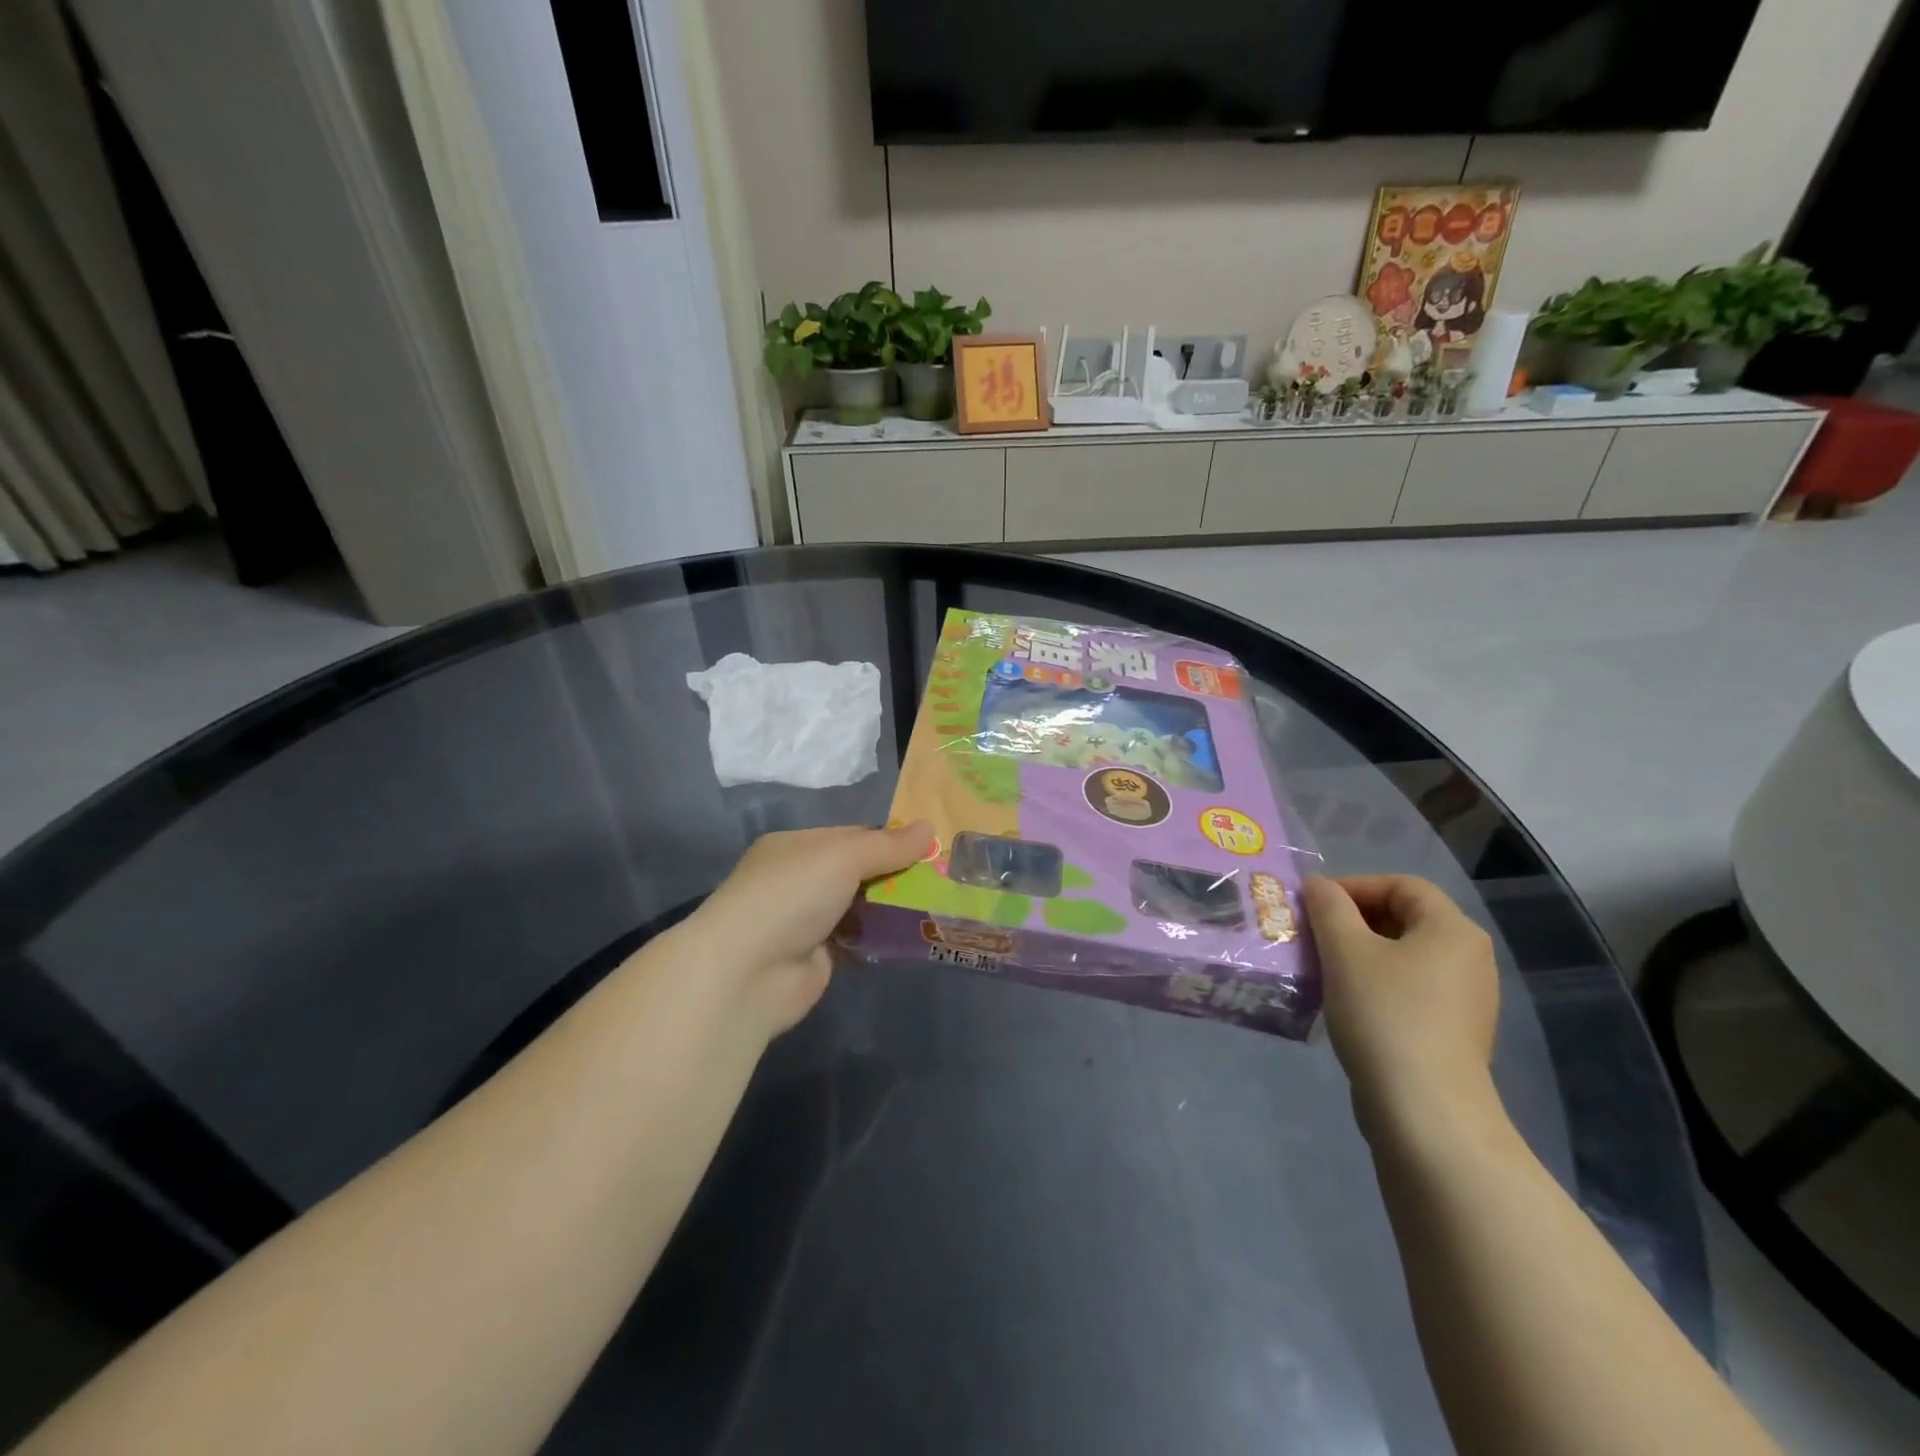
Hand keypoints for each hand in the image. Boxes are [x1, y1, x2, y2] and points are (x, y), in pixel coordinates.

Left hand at [685, 823, 933, 1036]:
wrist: (747, 973)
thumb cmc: (792, 895)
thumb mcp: (843, 856)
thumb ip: (887, 846)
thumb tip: (929, 828)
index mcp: (795, 847)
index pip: (851, 835)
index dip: (889, 839)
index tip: (930, 846)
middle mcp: (798, 880)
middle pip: (858, 871)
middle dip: (896, 874)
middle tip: (942, 876)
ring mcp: (807, 921)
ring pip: (861, 907)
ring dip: (892, 907)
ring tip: (939, 903)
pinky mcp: (818, 958)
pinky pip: (859, 941)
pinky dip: (882, 938)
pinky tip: (915, 935)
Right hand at [1302, 875, 1500, 1139]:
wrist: (1424, 1110)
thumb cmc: (1385, 1014)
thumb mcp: (1344, 950)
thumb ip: (1328, 907)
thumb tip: (1318, 885)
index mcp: (1453, 930)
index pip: (1401, 885)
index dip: (1354, 886)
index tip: (1314, 905)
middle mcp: (1469, 958)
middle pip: (1404, 918)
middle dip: (1352, 920)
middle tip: (1311, 934)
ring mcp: (1465, 999)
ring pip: (1403, 956)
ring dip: (1358, 953)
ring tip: (1320, 967)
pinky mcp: (1452, 1032)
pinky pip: (1408, 988)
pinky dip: (1374, 983)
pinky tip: (1344, 1001)